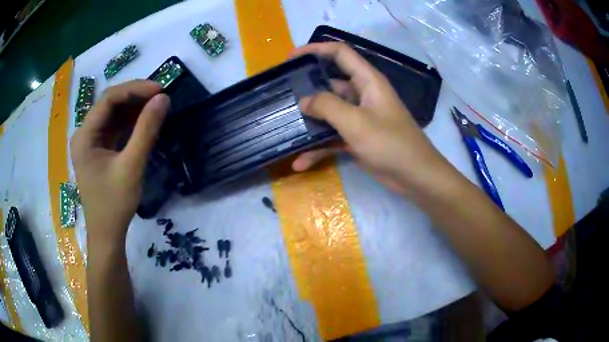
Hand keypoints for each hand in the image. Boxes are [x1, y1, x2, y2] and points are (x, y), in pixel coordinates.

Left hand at [71, 80, 169, 241]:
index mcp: (84, 136)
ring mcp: (91, 142)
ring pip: (113, 114)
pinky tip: (145, 121)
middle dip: (135, 97)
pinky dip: (130, 122)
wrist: (107, 234)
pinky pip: (114, 128)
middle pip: (109, 104)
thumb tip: (164, 98)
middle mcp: (84, 134)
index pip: (108, 99)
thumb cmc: (114, 204)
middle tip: (160, 97)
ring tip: (156, 107)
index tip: (160, 89)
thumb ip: (146, 130)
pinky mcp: (99, 150)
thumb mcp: (131, 167)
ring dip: (134, 108)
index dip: (134, 89)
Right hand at [292, 43, 447, 194]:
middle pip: (329, 83)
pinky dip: (318, 147)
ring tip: (285, 128)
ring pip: (329, 112)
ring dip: (310, 122)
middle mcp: (362, 95)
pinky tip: (300, 162)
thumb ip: (327, 106)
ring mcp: (359, 117)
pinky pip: (333, 136)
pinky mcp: (357, 137)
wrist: (414, 176)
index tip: (290, 58)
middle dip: (306, 89)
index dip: (315, 49)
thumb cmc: (390, 144)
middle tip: (281, 97)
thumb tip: (304, 101)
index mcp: (367, 81)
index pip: (340, 53)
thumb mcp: (356, 122)